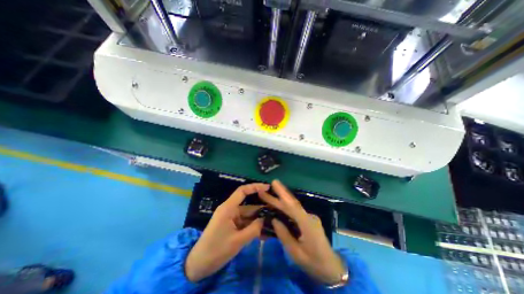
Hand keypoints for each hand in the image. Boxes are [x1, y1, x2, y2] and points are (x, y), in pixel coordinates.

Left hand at [184, 184, 267, 282]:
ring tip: (274, 223)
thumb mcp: (237, 241)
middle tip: (276, 211)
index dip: (255, 187)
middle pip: (249, 206)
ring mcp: (231, 218)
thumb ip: (254, 229)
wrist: (199, 265)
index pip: (242, 191)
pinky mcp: (232, 225)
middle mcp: (230, 210)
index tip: (268, 187)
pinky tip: (265, 233)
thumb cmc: (216, 250)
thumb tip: (266, 219)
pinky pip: (245, 223)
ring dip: (259, 220)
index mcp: (228, 208)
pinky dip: (254, 227)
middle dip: (262, 209)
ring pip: (249, 215)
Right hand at [258, 179, 346, 284]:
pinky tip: (278, 205)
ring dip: (281, 199)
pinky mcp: (308, 219)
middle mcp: (309, 216)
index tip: (274, 183)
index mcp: (307, 224)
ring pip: (293, 206)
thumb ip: (284, 235)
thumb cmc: (313, 262)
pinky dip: (285, 206)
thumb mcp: (296, 253)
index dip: (283, 193)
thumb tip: (274, 219)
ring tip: (268, 194)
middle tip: (266, 188)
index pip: (292, 205)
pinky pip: (295, 211)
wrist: (331, 267)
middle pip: (291, 203)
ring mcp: (309, 217)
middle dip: (278, 194)